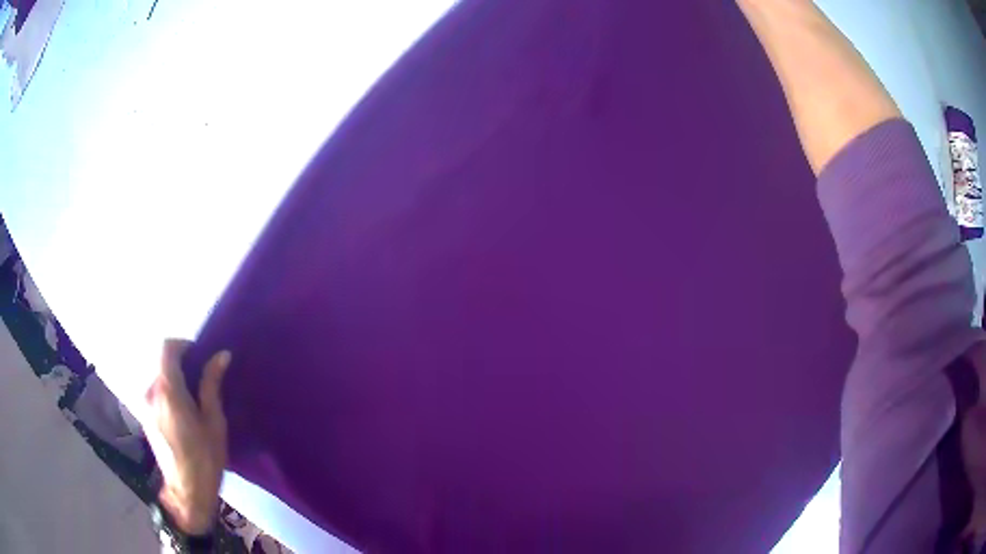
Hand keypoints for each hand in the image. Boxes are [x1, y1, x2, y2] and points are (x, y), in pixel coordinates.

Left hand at [144, 339, 230, 534]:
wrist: (187, 492)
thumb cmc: (204, 457)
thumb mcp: (214, 421)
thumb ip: (211, 384)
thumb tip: (221, 355)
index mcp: (167, 389)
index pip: (167, 347)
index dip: (184, 345)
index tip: (200, 357)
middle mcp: (150, 391)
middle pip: (163, 363)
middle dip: (182, 366)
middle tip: (202, 383)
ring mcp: (145, 404)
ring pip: (159, 379)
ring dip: (175, 381)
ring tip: (194, 402)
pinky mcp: (145, 416)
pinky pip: (156, 393)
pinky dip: (169, 394)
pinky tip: (184, 416)